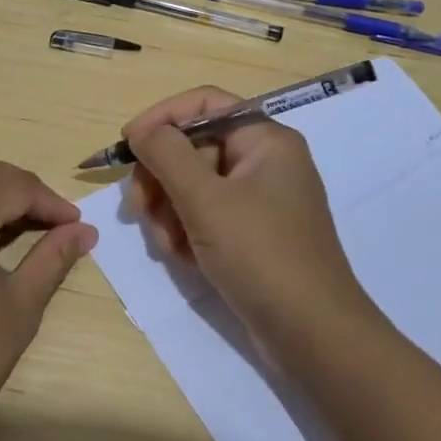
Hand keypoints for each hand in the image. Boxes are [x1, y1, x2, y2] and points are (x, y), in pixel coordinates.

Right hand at [124, 87, 368, 361]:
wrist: (313, 336)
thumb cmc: (261, 255)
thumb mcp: (206, 200)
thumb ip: (167, 155)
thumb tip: (141, 131)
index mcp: (265, 140)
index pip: (204, 104)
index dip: (162, 118)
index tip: (127, 144)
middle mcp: (264, 162)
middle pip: (194, 147)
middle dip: (161, 177)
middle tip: (137, 208)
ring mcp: (259, 200)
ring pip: (194, 185)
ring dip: (169, 210)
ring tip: (166, 245)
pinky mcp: (252, 234)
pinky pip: (206, 215)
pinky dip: (187, 231)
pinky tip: (182, 258)